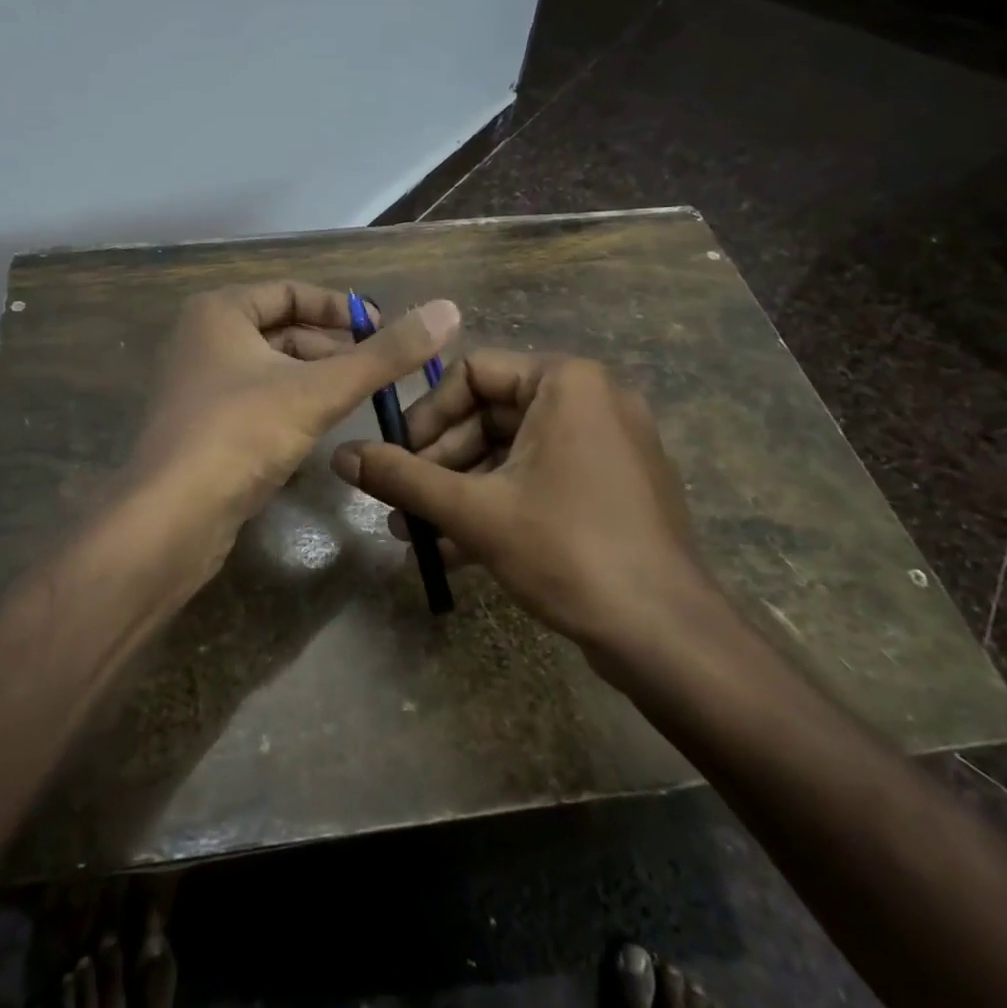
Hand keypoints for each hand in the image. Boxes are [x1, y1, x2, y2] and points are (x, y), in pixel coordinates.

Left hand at [126, 281, 459, 590]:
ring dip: (315, 379)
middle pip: (282, 330)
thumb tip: (448, 310)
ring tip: (359, 400)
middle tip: (379, 370)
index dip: (342, 309)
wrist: (169, 519)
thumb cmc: (241, 434)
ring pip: (271, 368)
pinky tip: (320, 431)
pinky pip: (255, 401)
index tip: (383, 331)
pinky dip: (290, 407)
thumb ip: (385, 354)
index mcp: (220, 311)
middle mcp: (202, 339)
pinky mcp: (199, 427)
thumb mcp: (319, 390)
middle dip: (332, 347)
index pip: (293, 291)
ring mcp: (196, 385)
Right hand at [330, 350, 721, 649]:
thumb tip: (340, 455)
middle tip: (400, 501)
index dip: (425, 415)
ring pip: (512, 453)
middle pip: (491, 414)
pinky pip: (541, 478)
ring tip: (415, 534)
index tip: (395, 457)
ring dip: (461, 490)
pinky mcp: (613, 486)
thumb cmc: (567, 549)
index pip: (472, 373)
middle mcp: (592, 399)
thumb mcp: (473, 510)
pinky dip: (499, 504)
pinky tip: (455, 550)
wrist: (666, 634)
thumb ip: (402, 477)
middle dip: (439, 463)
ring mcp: (608, 444)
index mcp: (566, 381)